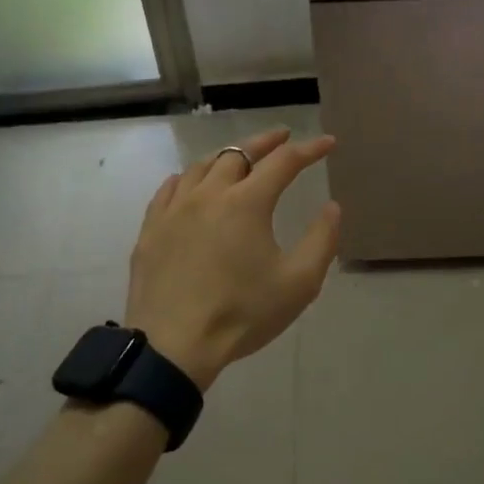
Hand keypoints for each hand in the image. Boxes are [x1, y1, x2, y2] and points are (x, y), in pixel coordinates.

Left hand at [124, 128, 340, 390]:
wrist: (172, 346)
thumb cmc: (242, 314)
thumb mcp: (299, 283)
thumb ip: (322, 240)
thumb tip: (332, 207)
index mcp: (247, 202)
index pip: (284, 162)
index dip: (310, 149)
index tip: (328, 143)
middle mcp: (209, 194)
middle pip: (239, 153)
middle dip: (266, 142)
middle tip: (283, 137)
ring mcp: (174, 209)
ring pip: (202, 166)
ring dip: (227, 157)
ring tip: (240, 159)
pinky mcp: (151, 229)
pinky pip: (169, 189)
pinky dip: (188, 178)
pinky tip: (191, 183)